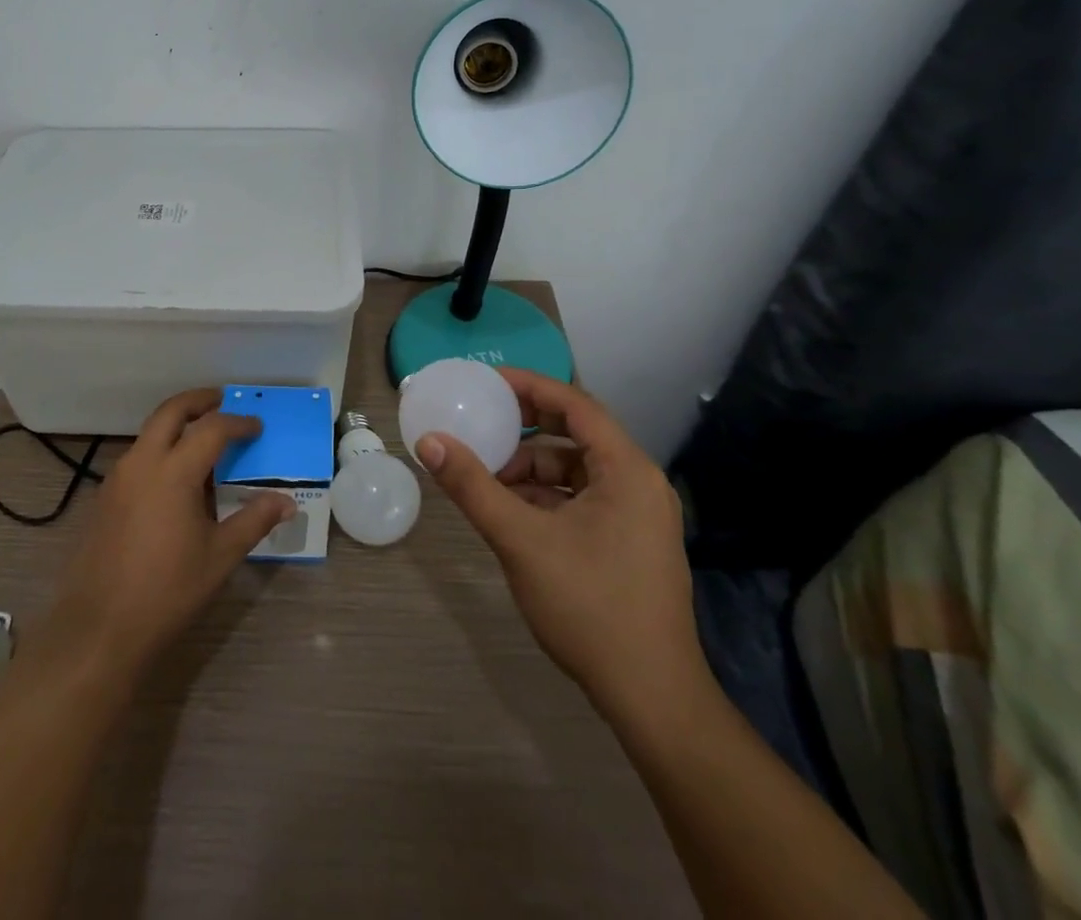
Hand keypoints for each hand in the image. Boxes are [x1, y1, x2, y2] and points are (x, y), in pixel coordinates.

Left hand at [44, 388, 292, 679]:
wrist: (100, 627)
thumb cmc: (167, 590)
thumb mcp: (220, 556)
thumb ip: (254, 521)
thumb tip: (286, 502)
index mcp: (174, 471)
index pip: (212, 429)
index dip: (238, 423)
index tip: (257, 427)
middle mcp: (143, 462)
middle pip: (171, 411)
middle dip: (199, 401)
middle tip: (222, 400)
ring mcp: (118, 477)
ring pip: (150, 432)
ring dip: (177, 423)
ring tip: (203, 438)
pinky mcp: (105, 496)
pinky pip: (138, 455)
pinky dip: (160, 448)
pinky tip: (175, 477)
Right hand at [415, 367, 705, 729]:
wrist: (651, 699)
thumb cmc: (590, 606)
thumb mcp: (521, 540)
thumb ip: (472, 486)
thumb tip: (429, 441)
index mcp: (627, 471)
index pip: (576, 404)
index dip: (530, 386)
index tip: (486, 381)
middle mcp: (638, 484)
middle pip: (575, 435)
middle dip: (524, 429)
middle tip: (480, 423)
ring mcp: (637, 517)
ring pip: (575, 471)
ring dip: (530, 469)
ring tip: (485, 478)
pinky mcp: (629, 544)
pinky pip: (580, 500)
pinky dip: (544, 497)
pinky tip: (509, 512)